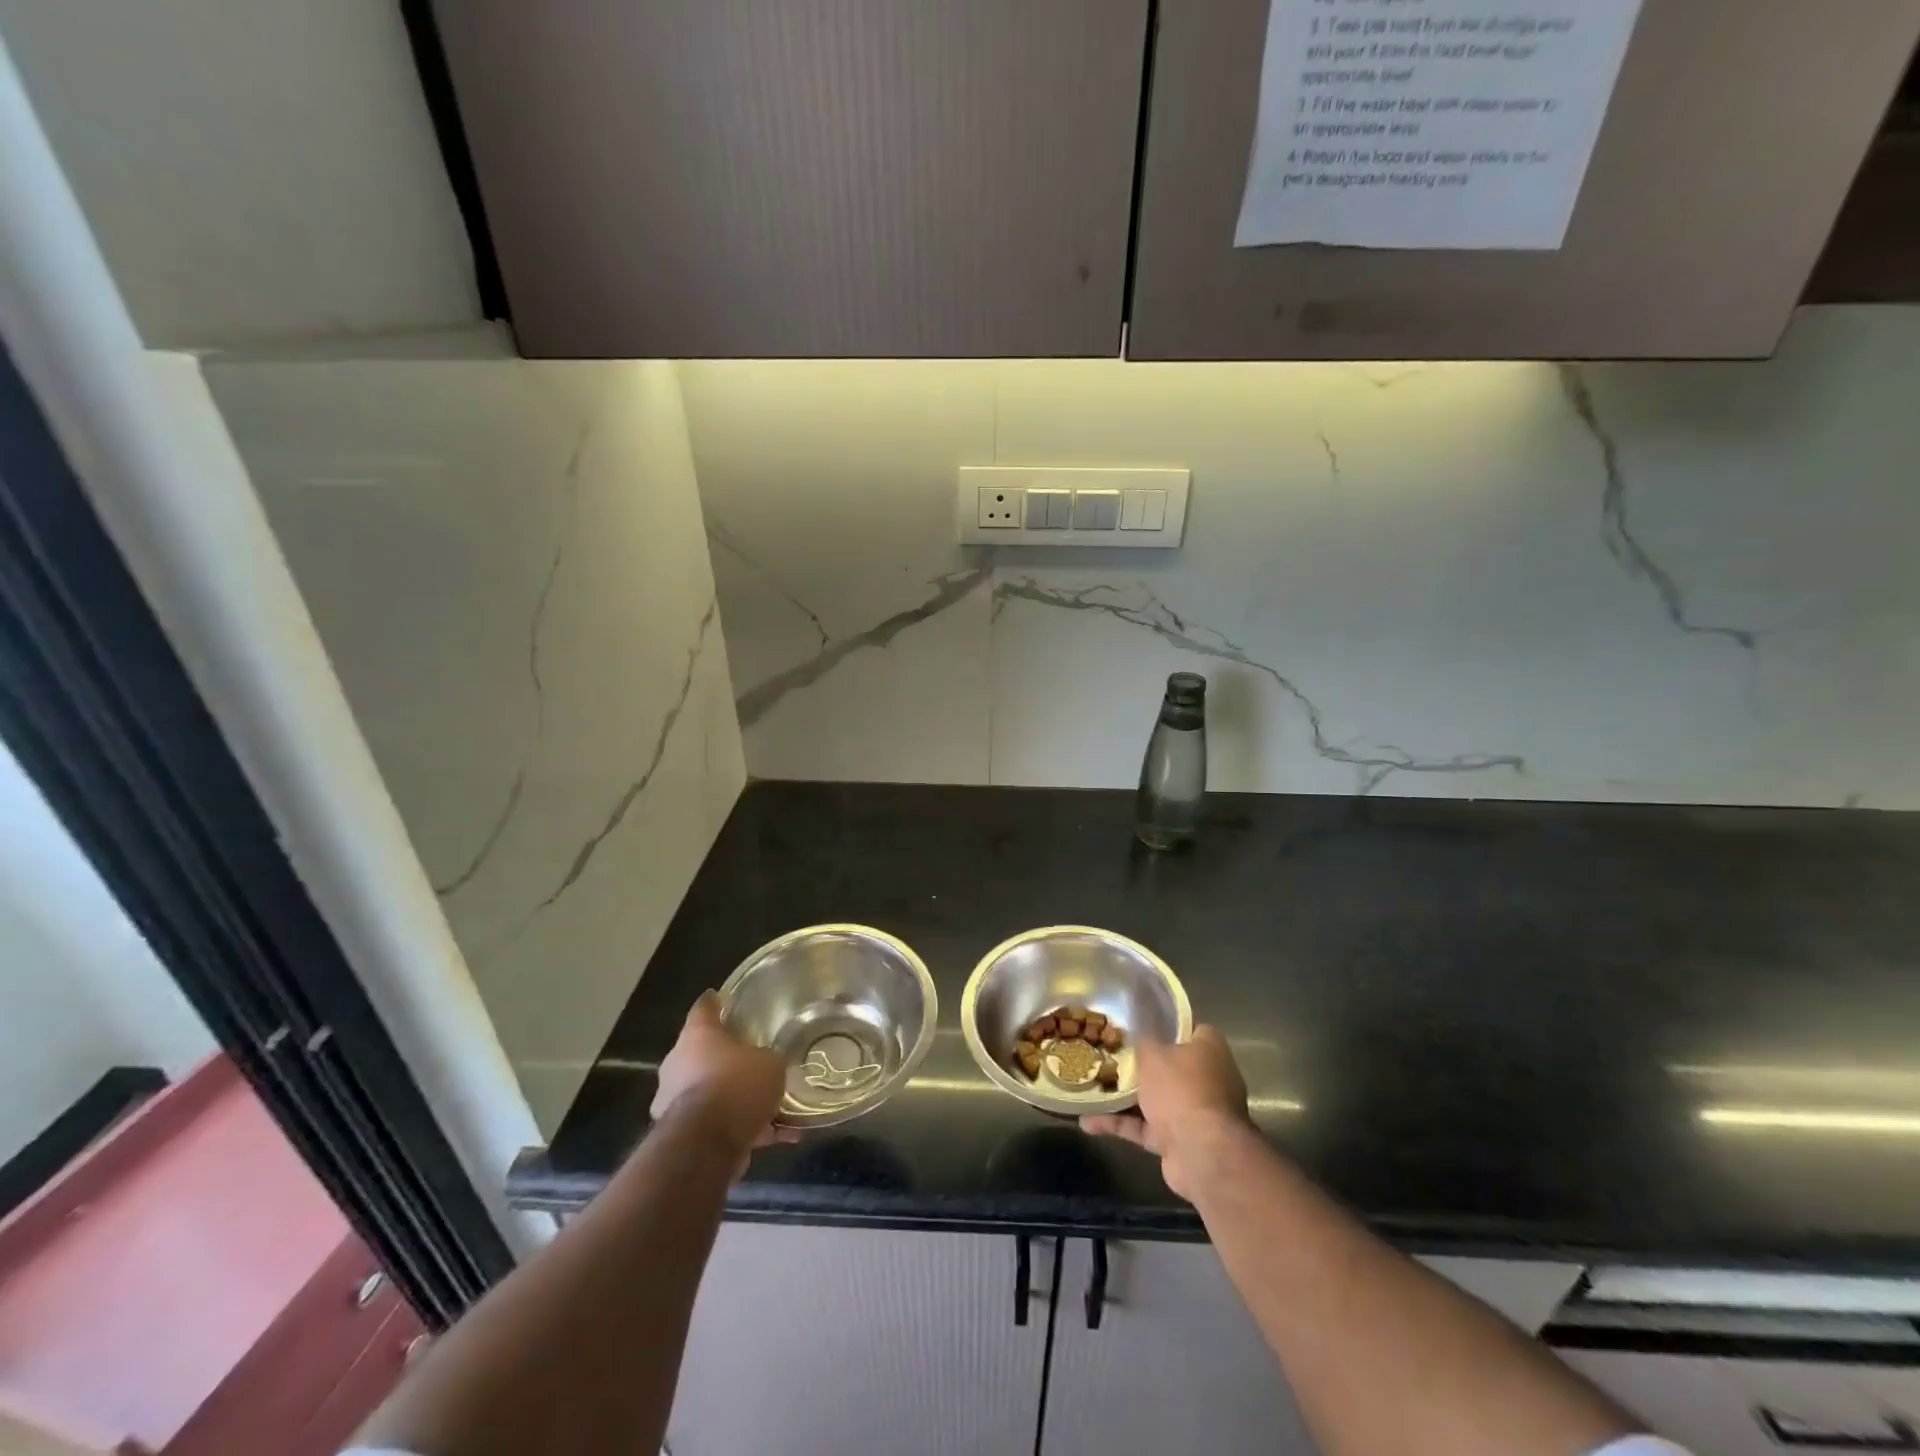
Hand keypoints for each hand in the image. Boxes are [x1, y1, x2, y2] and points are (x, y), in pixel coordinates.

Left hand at [650, 993, 797, 1166]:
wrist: (707, 1145)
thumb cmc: (737, 1085)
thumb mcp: (770, 1063)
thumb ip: (768, 1059)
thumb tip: (769, 1062)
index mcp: (697, 1036)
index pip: (704, 1008)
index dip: (715, 1002)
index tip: (723, 998)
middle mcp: (677, 1064)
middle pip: (702, 1052)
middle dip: (725, 1057)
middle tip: (752, 1058)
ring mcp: (673, 1101)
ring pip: (708, 1091)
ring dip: (732, 1098)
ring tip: (769, 1106)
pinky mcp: (681, 1135)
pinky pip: (716, 1125)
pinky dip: (740, 1129)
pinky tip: (775, 1136)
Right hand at [1081, 1025, 1252, 1199]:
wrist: (1201, 1154)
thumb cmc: (1180, 1089)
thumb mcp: (1153, 1053)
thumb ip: (1143, 1039)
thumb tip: (1139, 1031)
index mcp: (1210, 1050)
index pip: (1190, 1028)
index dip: (1166, 1023)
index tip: (1139, 1021)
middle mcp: (1208, 1079)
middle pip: (1171, 1065)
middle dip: (1141, 1063)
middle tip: (1110, 1053)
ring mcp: (1194, 1113)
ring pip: (1156, 1098)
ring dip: (1125, 1098)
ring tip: (1092, 1087)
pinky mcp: (1180, 1141)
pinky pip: (1146, 1128)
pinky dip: (1121, 1125)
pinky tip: (1089, 1122)